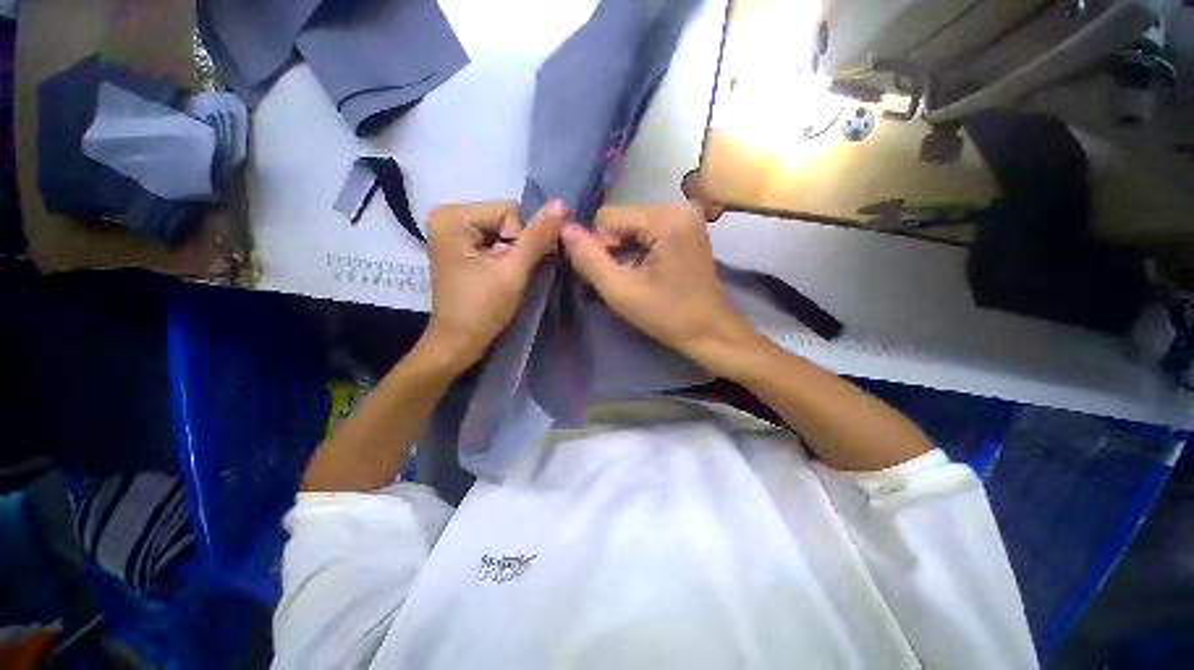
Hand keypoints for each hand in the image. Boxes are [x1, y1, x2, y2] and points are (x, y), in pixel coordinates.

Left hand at [425, 200, 564, 369]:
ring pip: (503, 231)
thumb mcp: (513, 271)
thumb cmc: (482, 308)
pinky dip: (504, 258)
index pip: (509, 211)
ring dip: (512, 254)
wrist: (458, 342)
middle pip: (505, 219)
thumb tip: (561, 204)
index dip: (520, 240)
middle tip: (509, 274)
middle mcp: (448, 217)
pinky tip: (499, 276)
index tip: (510, 267)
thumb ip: (537, 237)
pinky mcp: (460, 248)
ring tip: (504, 277)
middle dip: (516, 247)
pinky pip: (495, 241)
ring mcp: (453, 233)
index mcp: (453, 217)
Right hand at [561, 203, 757, 367]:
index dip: (600, 247)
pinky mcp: (687, 231)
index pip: (607, 217)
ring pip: (632, 227)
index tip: (612, 277)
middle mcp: (677, 208)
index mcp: (665, 218)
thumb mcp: (621, 291)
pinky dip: (639, 252)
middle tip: (623, 280)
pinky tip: (647, 274)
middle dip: (614, 249)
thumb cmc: (668, 316)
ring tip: (635, 279)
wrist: (712, 332)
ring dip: (625, 252)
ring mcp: (685, 218)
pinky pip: (648, 233)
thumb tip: (563, 228)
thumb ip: (589, 259)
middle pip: (621, 219)